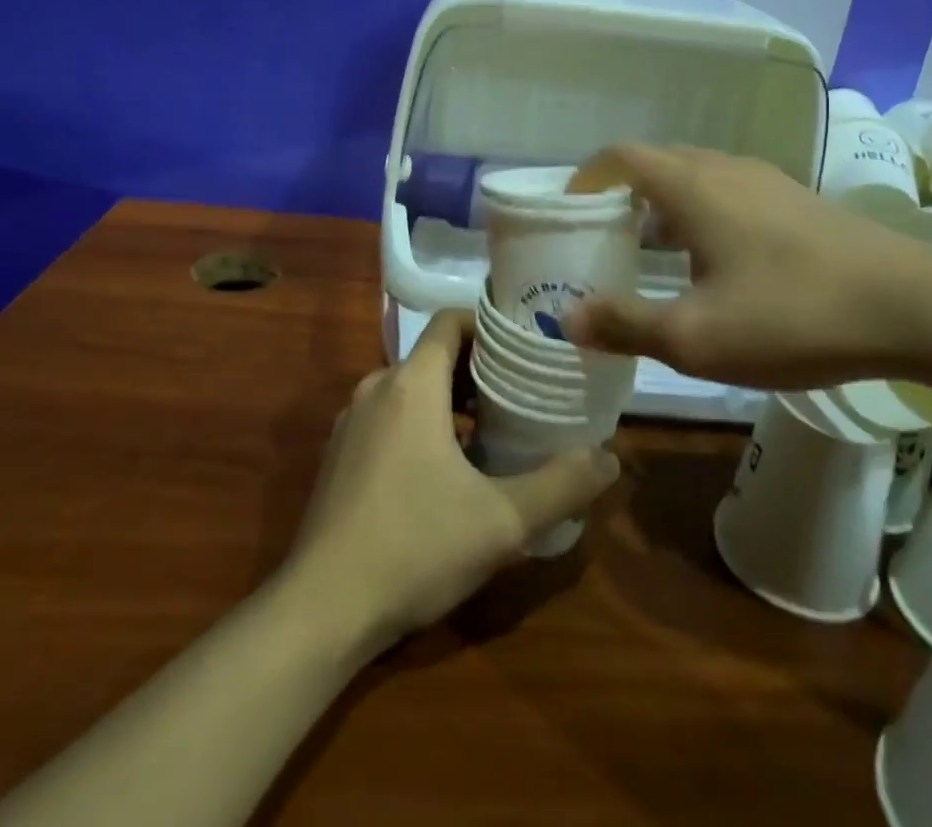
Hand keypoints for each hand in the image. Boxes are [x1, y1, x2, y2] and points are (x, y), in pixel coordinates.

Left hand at [282, 311, 620, 657]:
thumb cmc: (415, 547)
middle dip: (480, 368)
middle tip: (524, 392)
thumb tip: (610, 458)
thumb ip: (562, 485)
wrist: (321, 610)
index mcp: (411, 384)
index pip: (451, 321)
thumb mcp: (502, 520)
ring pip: (411, 388)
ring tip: (494, 430)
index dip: (490, 326)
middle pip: (434, 355)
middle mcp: (376, 388)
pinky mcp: (340, 455)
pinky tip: (448, 470)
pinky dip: (423, 423)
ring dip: (452, 400)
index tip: (527, 347)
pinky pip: (390, 417)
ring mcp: (351, 422)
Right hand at [566, 144, 931, 388]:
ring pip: (695, 178)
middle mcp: (724, 168)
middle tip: (604, 240)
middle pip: (656, 163)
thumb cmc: (792, 315)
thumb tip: (565, 319)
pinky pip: (728, 193)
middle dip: (621, 195)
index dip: (587, 179)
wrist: (915, 307)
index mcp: (691, 186)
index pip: (620, 157)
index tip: (571, 214)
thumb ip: (625, 324)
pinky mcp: (797, 201)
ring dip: (662, 206)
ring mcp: (766, 181)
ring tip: (652, 255)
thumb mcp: (695, 337)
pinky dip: (700, 215)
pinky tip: (715, 266)